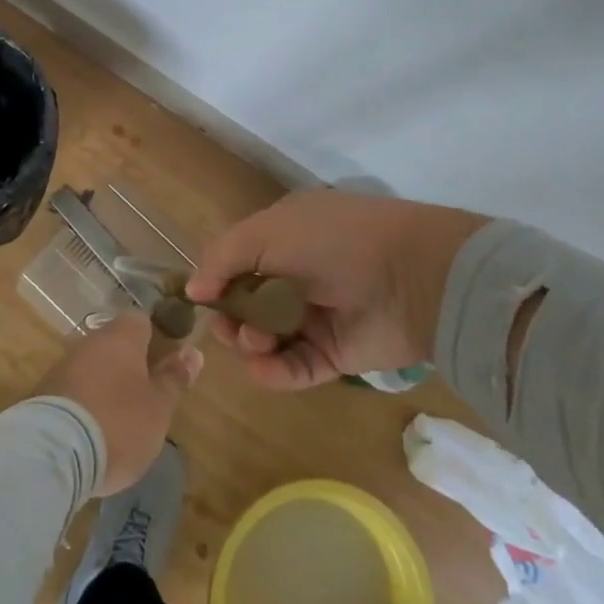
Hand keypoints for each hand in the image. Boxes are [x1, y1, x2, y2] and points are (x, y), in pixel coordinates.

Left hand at [34, 312, 202, 494]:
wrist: (53, 453)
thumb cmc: (119, 423)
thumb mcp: (159, 407)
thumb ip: (174, 378)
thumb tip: (193, 352)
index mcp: (122, 336)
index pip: (142, 320)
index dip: (157, 336)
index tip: (169, 360)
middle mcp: (90, 341)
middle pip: (116, 343)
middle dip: (131, 363)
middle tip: (149, 393)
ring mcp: (64, 365)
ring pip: (94, 365)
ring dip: (107, 383)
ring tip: (123, 416)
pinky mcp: (44, 393)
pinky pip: (75, 388)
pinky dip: (87, 401)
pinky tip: (95, 428)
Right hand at [187, 190, 489, 389]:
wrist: (411, 275)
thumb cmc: (332, 241)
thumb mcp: (267, 232)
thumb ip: (222, 258)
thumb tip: (192, 290)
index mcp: (285, 237)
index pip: (239, 262)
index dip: (217, 280)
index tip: (201, 298)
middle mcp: (298, 276)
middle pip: (248, 305)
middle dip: (231, 317)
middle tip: (229, 326)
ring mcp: (317, 317)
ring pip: (267, 339)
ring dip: (251, 342)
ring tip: (256, 341)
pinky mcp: (335, 355)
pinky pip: (296, 367)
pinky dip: (275, 372)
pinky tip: (263, 367)